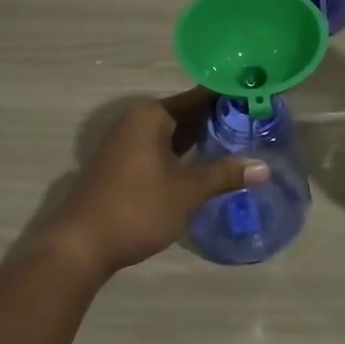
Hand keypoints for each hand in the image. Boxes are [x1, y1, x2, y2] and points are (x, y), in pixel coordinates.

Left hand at [44, 90, 267, 275]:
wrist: (80, 246)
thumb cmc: (136, 208)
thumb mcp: (186, 191)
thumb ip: (225, 174)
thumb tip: (264, 167)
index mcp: (151, 115)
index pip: (200, 97)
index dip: (229, 99)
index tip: (259, 101)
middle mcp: (136, 120)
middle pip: (186, 113)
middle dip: (218, 120)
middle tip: (258, 125)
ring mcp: (126, 143)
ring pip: (173, 133)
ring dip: (201, 139)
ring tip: (241, 143)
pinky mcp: (122, 165)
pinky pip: (161, 148)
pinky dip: (183, 154)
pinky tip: (207, 165)